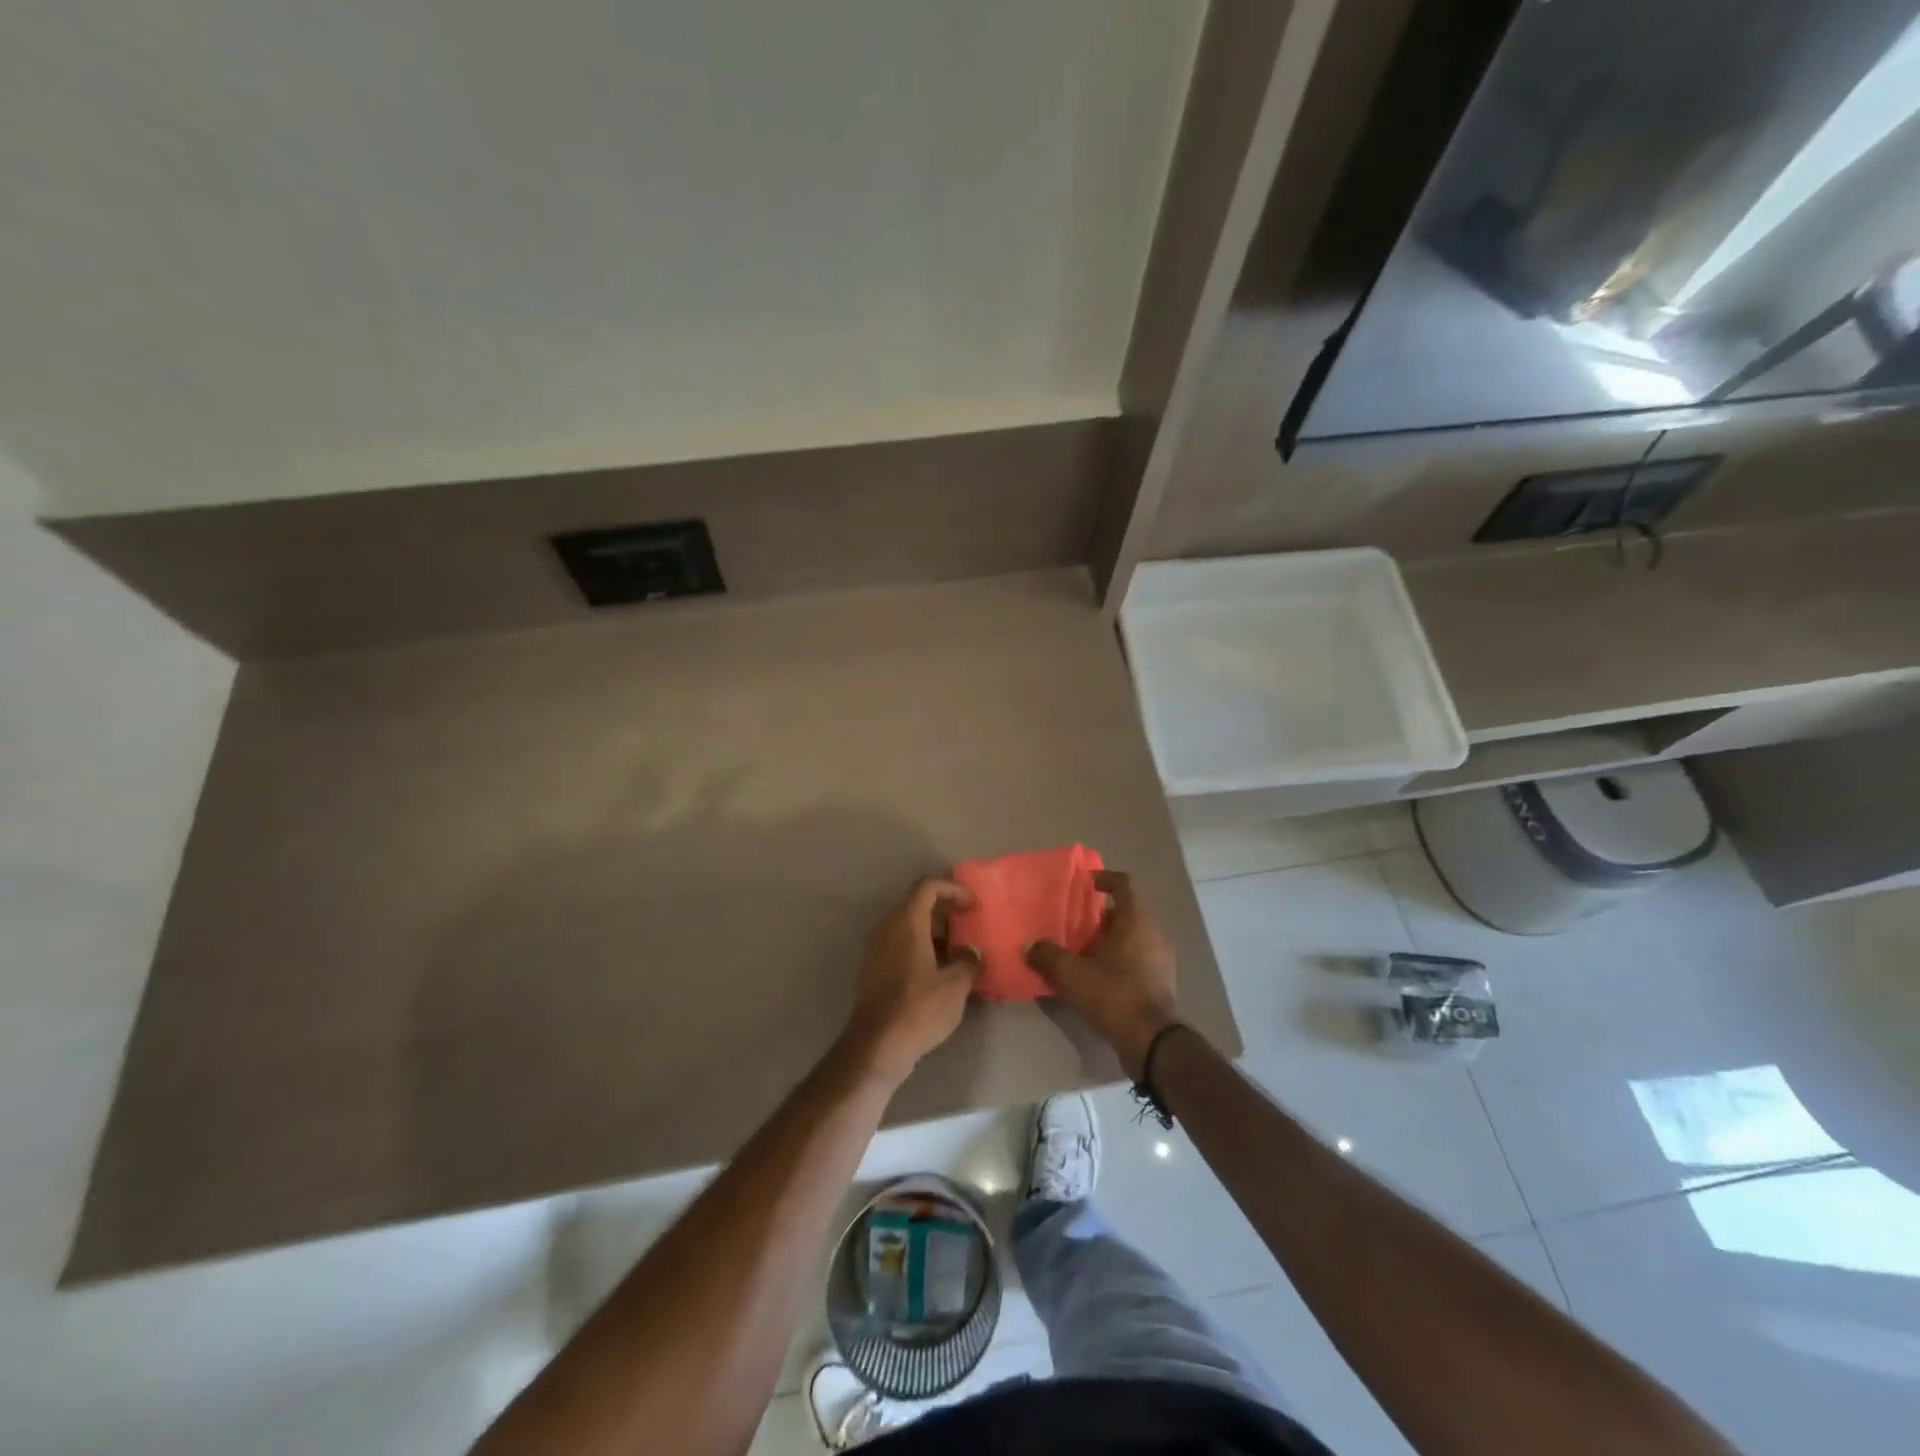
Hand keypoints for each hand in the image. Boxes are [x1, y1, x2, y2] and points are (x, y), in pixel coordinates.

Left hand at [843, 876, 979, 1085]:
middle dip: (947, 913)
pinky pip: (901, 947)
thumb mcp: (955, 984)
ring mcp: (877, 948)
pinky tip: (942, 974)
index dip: (954, 889)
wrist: (877, 1045)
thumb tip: (971, 953)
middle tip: (971, 928)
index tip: (974, 906)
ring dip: (936, 935)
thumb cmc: (919, 1007)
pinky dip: (923, 950)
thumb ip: (968, 961)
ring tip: (962, 954)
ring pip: (910, 928)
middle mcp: (887, 927)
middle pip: (918, 905)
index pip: (928, 886)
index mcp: (906, 921)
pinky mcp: (874, 969)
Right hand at [1026, 869, 1179, 1078]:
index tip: (1086, 883)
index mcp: (1136, 921)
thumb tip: (1030, 946)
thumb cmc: (1114, 995)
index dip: (1105, 879)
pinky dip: (1117, 962)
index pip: (1124, 885)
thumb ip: (1048, 956)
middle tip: (1074, 926)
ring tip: (1080, 954)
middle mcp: (1153, 934)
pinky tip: (1095, 979)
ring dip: (1107, 942)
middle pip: (1126, 914)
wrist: (1152, 1042)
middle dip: (1099, 918)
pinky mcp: (1161, 984)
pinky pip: (1136, 961)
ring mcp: (1160, 960)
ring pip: (1131, 939)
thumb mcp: (1072, 975)